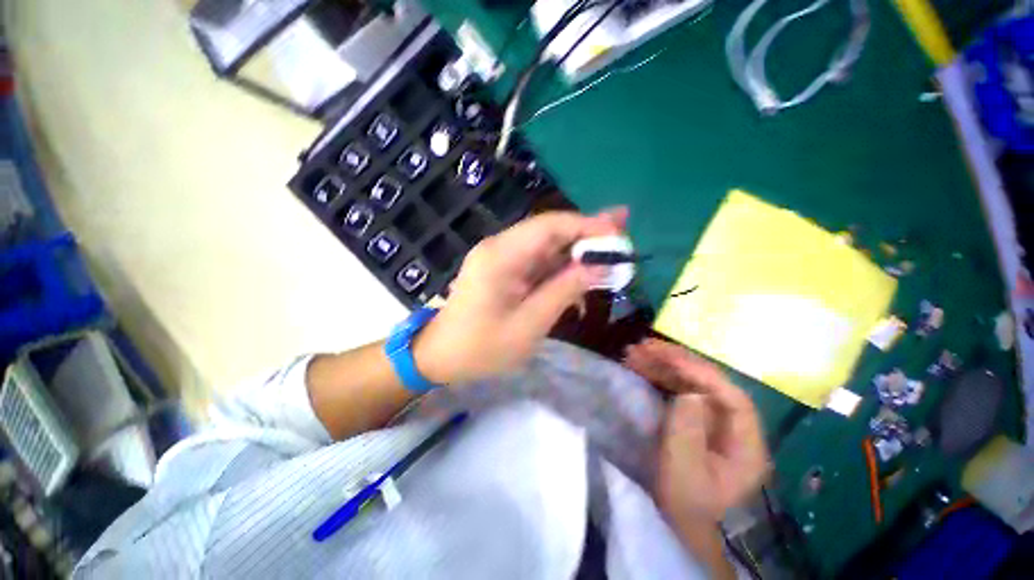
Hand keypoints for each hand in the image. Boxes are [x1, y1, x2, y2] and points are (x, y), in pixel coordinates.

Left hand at [415, 209, 626, 384]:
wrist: (441, 357)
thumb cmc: (481, 348)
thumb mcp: (529, 324)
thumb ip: (564, 291)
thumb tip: (600, 267)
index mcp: (501, 256)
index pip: (549, 226)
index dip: (586, 226)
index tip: (619, 233)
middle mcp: (500, 247)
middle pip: (549, 232)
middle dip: (586, 234)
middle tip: (623, 233)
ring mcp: (500, 258)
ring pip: (546, 247)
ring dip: (576, 253)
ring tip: (609, 255)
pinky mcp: (503, 270)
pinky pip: (537, 263)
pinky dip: (561, 269)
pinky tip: (581, 277)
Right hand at [625, 339, 769, 521]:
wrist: (677, 517)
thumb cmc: (683, 499)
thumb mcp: (684, 470)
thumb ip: (689, 430)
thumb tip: (691, 392)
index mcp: (746, 445)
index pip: (733, 399)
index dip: (703, 376)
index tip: (669, 360)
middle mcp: (735, 426)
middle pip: (711, 384)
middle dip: (677, 362)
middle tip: (645, 347)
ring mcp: (714, 419)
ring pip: (692, 382)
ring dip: (664, 364)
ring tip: (635, 351)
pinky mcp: (696, 416)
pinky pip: (679, 388)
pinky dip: (659, 374)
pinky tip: (640, 365)